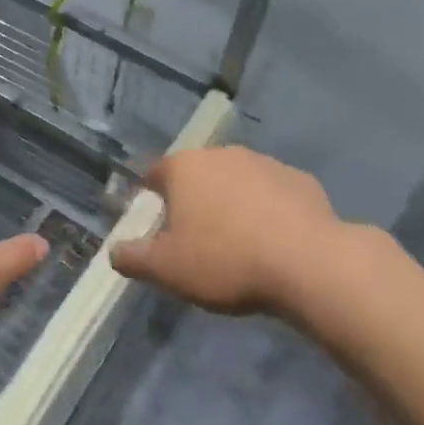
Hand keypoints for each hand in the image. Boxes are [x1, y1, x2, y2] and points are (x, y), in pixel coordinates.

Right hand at [110, 146, 360, 328]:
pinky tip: (276, 243)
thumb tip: (113, 251)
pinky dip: (270, 211)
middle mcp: (221, 154)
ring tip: (240, 244)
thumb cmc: (227, 260)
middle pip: (197, 175)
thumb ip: (133, 258)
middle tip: (198, 239)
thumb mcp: (168, 269)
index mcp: (184, 168)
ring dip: (233, 203)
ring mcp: (264, 163)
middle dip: (194, 200)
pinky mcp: (301, 180)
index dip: (152, 199)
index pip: (155, 174)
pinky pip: (274, 194)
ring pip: (237, 181)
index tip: (157, 227)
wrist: (311, 264)